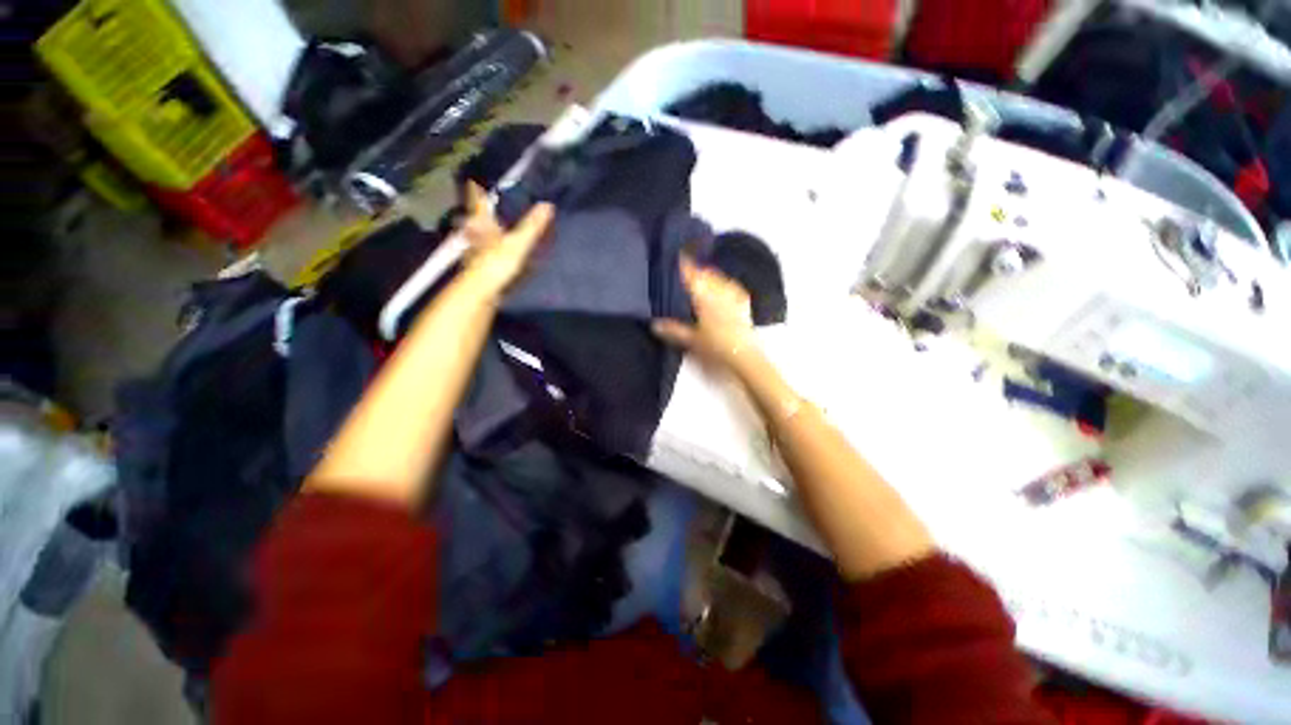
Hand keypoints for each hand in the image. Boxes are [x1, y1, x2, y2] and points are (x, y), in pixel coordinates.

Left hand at [459, 182, 554, 298]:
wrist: (481, 292)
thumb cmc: (496, 263)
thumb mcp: (518, 243)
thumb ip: (532, 225)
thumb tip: (547, 204)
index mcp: (483, 224)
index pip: (479, 201)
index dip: (478, 190)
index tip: (477, 180)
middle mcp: (476, 234)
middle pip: (478, 218)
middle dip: (484, 211)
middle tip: (493, 204)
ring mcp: (477, 251)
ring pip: (482, 235)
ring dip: (489, 231)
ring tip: (500, 226)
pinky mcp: (482, 266)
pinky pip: (488, 251)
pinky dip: (493, 248)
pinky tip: (500, 252)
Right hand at [653, 255, 757, 371]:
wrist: (744, 357)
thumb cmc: (715, 347)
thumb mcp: (691, 340)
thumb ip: (673, 330)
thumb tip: (655, 324)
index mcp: (705, 298)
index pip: (692, 276)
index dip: (684, 266)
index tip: (678, 256)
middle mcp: (720, 293)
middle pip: (707, 274)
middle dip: (697, 269)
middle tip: (687, 269)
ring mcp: (734, 298)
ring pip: (720, 280)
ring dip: (711, 275)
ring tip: (703, 275)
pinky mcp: (744, 305)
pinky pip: (734, 288)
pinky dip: (726, 285)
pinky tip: (724, 287)